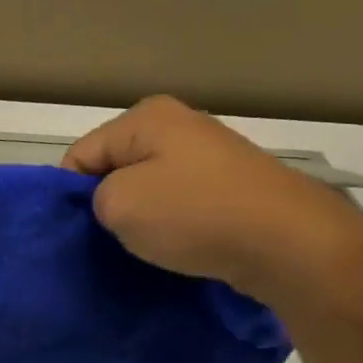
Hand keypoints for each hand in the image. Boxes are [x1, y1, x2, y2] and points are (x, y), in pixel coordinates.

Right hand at [61, 96, 362, 315]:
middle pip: (116, 168)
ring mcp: (211, 154)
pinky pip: (180, 202)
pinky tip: (177, 245)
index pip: (80, 156)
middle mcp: (179, 125)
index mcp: (146, 117)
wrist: (292, 245)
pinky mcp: (233, 186)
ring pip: (148, 187)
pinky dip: (172, 224)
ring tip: (145, 244)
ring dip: (140, 216)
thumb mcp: (116, 204)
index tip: (80, 228)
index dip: (70, 194)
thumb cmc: (193, 215)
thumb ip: (93, 197)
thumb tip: (111, 201)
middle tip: (109, 237)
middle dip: (107, 202)